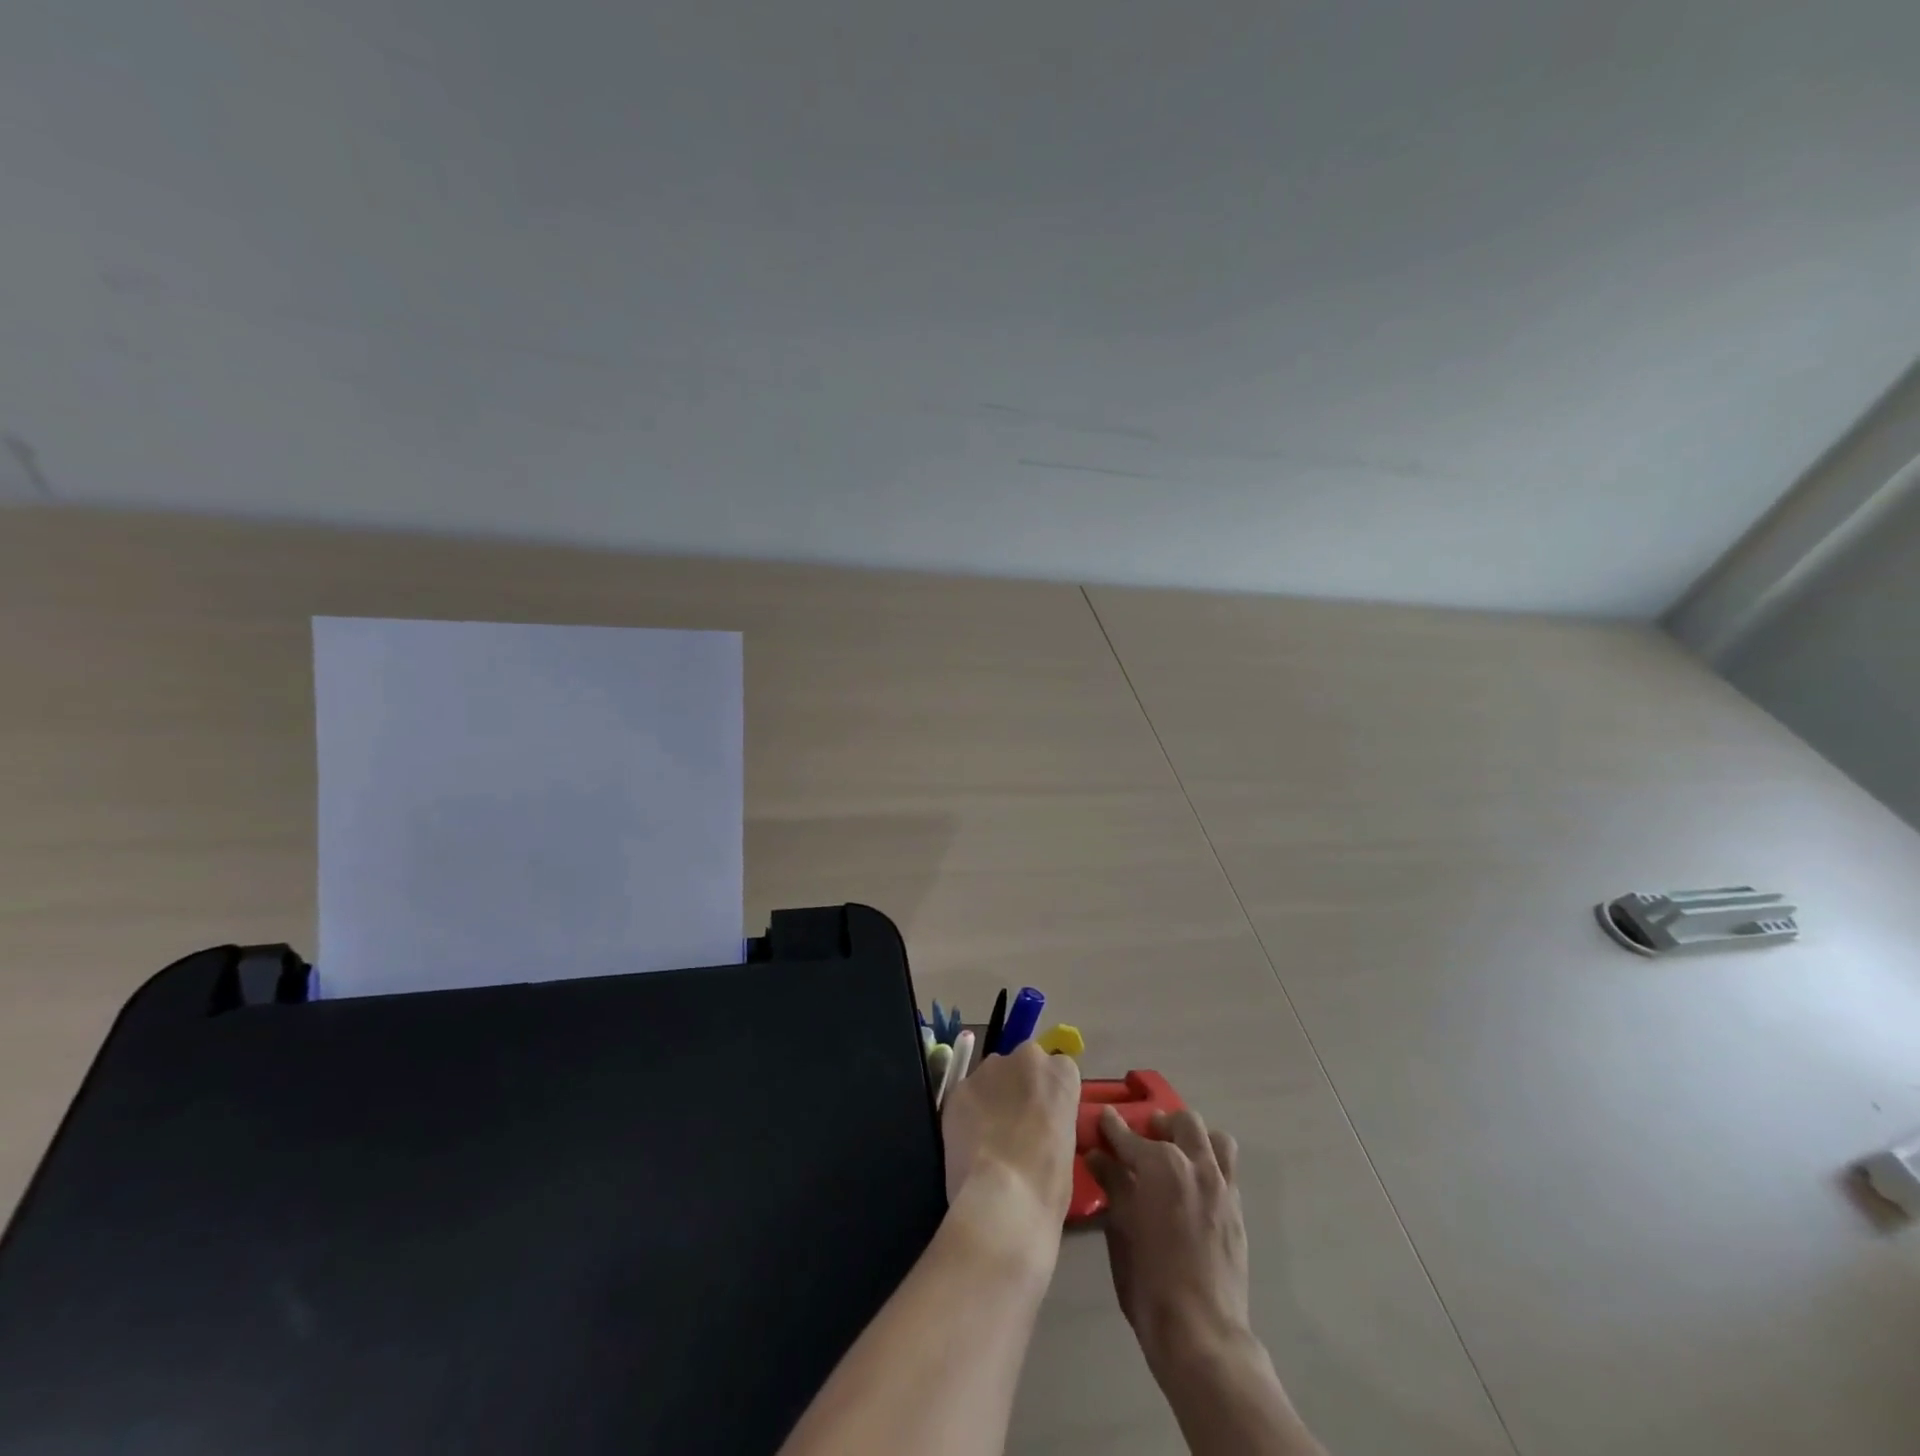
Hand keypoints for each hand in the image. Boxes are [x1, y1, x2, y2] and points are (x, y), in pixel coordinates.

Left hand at [940, 1042, 1081, 1255]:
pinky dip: (968, 1112)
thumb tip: (1041, 1124)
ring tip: (989, 1136)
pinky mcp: (959, 1087)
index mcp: (1061, 1072)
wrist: (1004, 1197)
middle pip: (1022, 1065)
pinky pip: (967, 1094)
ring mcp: (989, 1069)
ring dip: (992, 1096)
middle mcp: (1026, 1058)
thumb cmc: (1049, 1182)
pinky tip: (970, 1142)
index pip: (1058, 1070)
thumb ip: (1054, 1118)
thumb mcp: (1068, 1145)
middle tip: (1016, 1124)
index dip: (1048, 1095)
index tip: (1045, 1117)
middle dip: (1019, 1086)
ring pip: (991, 1076)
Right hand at [1086, 1105, 1250, 1369]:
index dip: (1112, 1126)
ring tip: (1178, 1155)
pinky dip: (1210, 1165)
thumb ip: (1112, 1184)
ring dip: (1195, 1138)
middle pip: (1183, 1122)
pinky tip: (1194, 1187)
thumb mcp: (1121, 1228)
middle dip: (1161, 1124)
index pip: (1129, 1135)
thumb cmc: (1149, 1279)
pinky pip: (1228, 1170)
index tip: (1103, 1119)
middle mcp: (1196, 1164)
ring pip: (1216, 1139)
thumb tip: (1098, 1155)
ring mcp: (1222, 1185)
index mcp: (1161, 1165)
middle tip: (1145, 1138)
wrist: (1201, 1330)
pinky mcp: (1237, 1209)